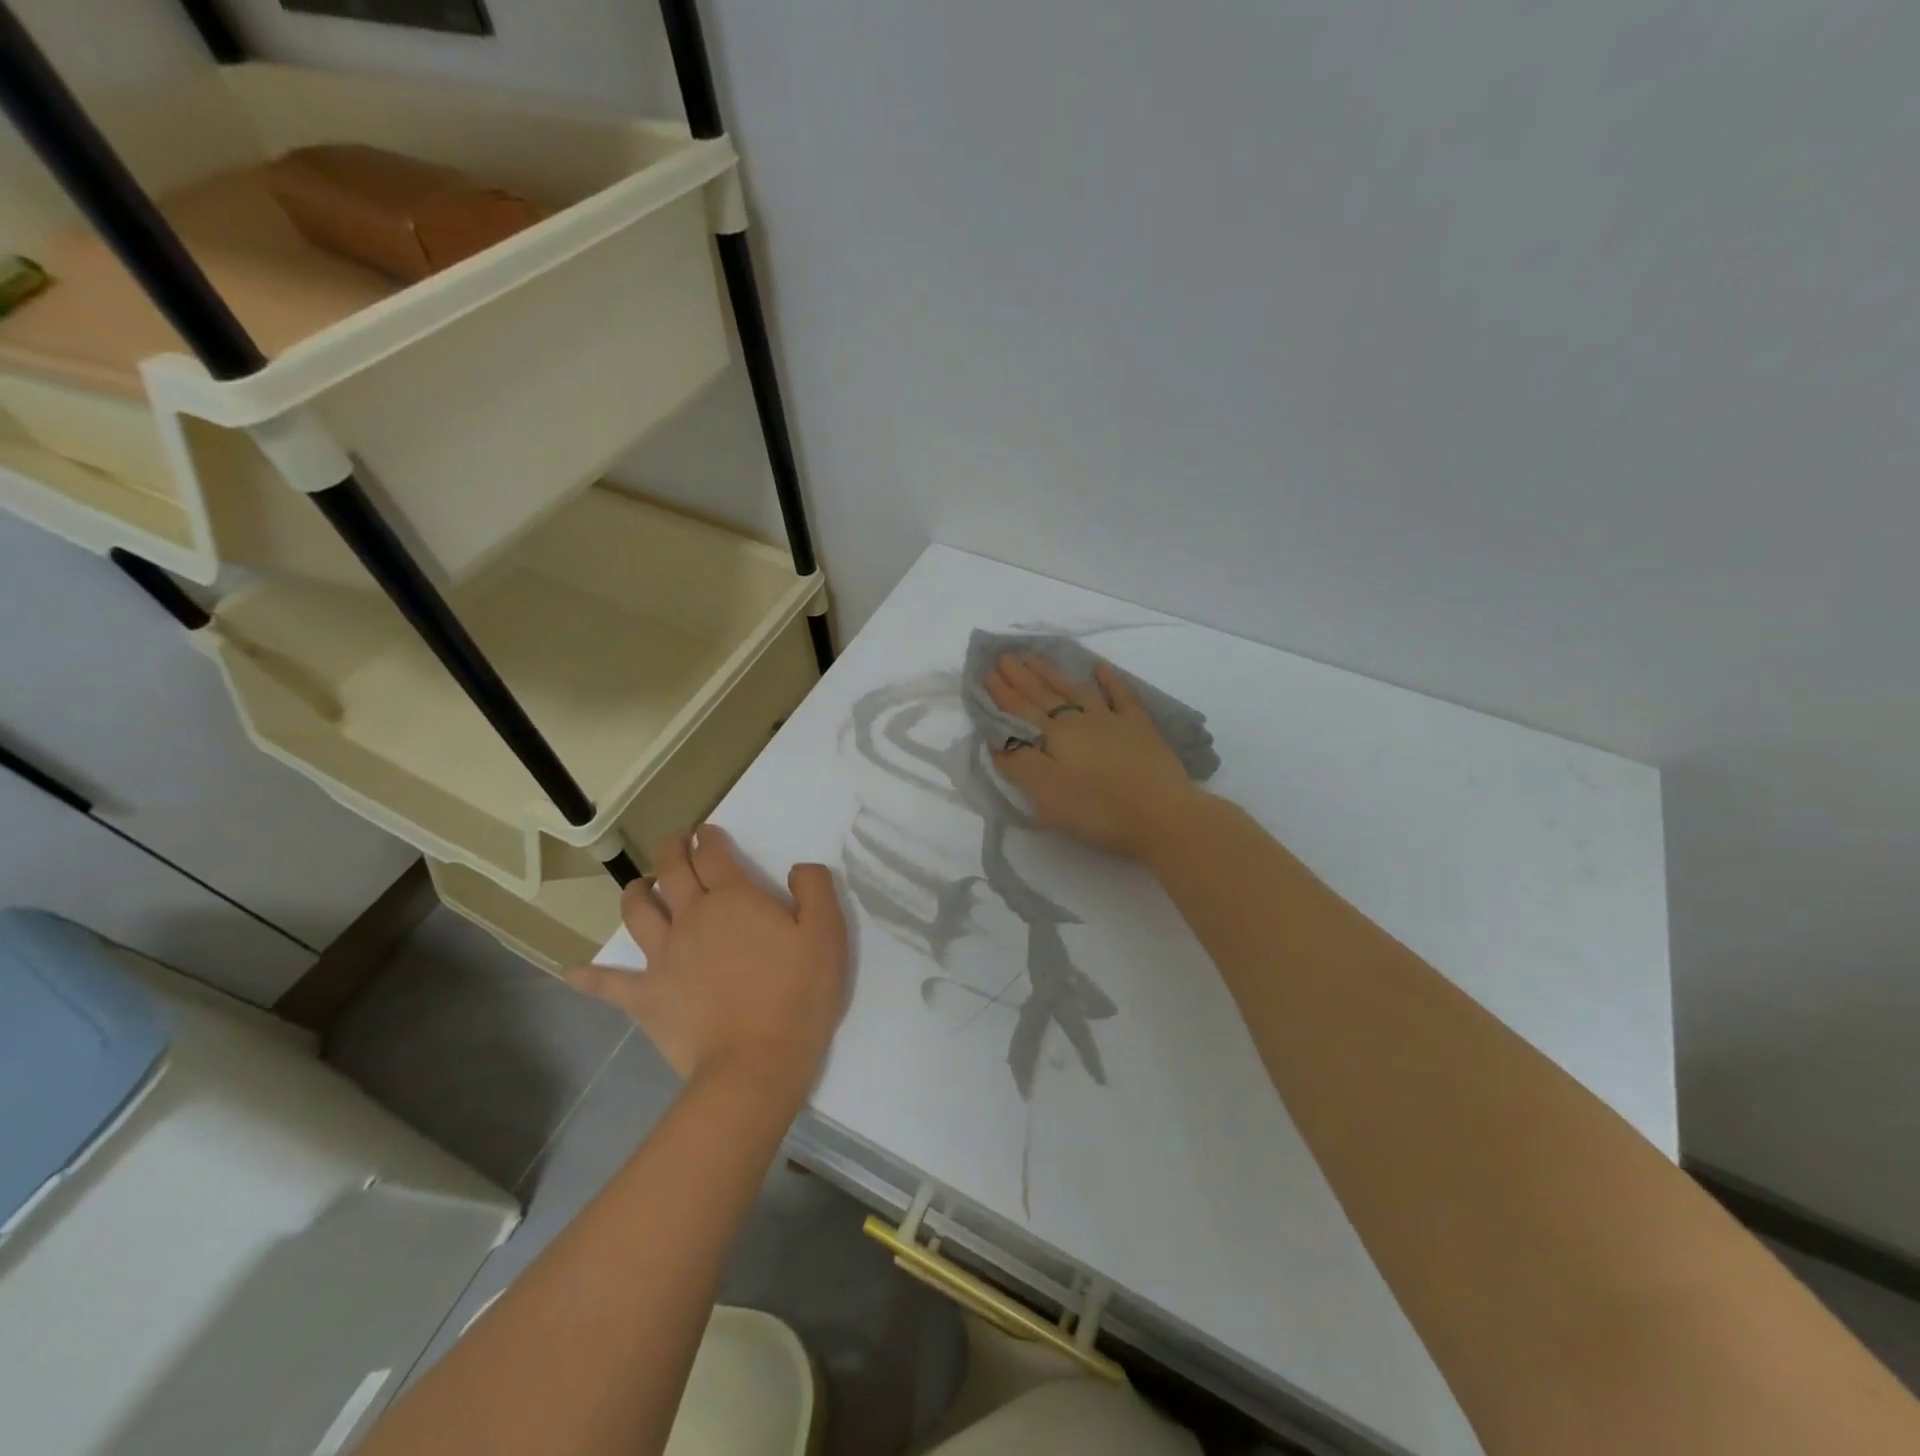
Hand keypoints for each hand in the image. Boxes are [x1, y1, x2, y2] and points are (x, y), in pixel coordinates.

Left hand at [568, 826, 849, 1097]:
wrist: (755, 1063)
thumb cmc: (798, 994)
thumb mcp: (828, 933)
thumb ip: (815, 888)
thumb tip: (798, 868)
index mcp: (734, 898)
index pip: (714, 854)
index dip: (709, 838)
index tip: (708, 833)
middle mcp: (692, 917)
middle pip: (672, 870)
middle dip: (672, 848)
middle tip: (677, 842)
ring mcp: (663, 957)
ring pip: (637, 912)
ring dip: (636, 892)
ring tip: (641, 886)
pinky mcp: (646, 997)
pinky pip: (608, 984)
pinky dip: (590, 977)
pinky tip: (572, 973)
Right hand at [985, 652, 1206, 859]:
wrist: (1162, 815)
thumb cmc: (1097, 810)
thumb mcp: (1046, 794)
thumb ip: (1018, 764)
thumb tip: (997, 740)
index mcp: (1054, 736)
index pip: (1021, 710)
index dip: (1002, 693)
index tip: (986, 673)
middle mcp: (1079, 720)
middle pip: (1044, 695)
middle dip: (1021, 677)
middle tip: (1004, 656)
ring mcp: (1112, 720)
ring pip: (1076, 690)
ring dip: (1053, 673)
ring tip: (1035, 657)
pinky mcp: (1140, 729)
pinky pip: (1122, 696)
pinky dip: (1110, 680)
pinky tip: (1100, 667)